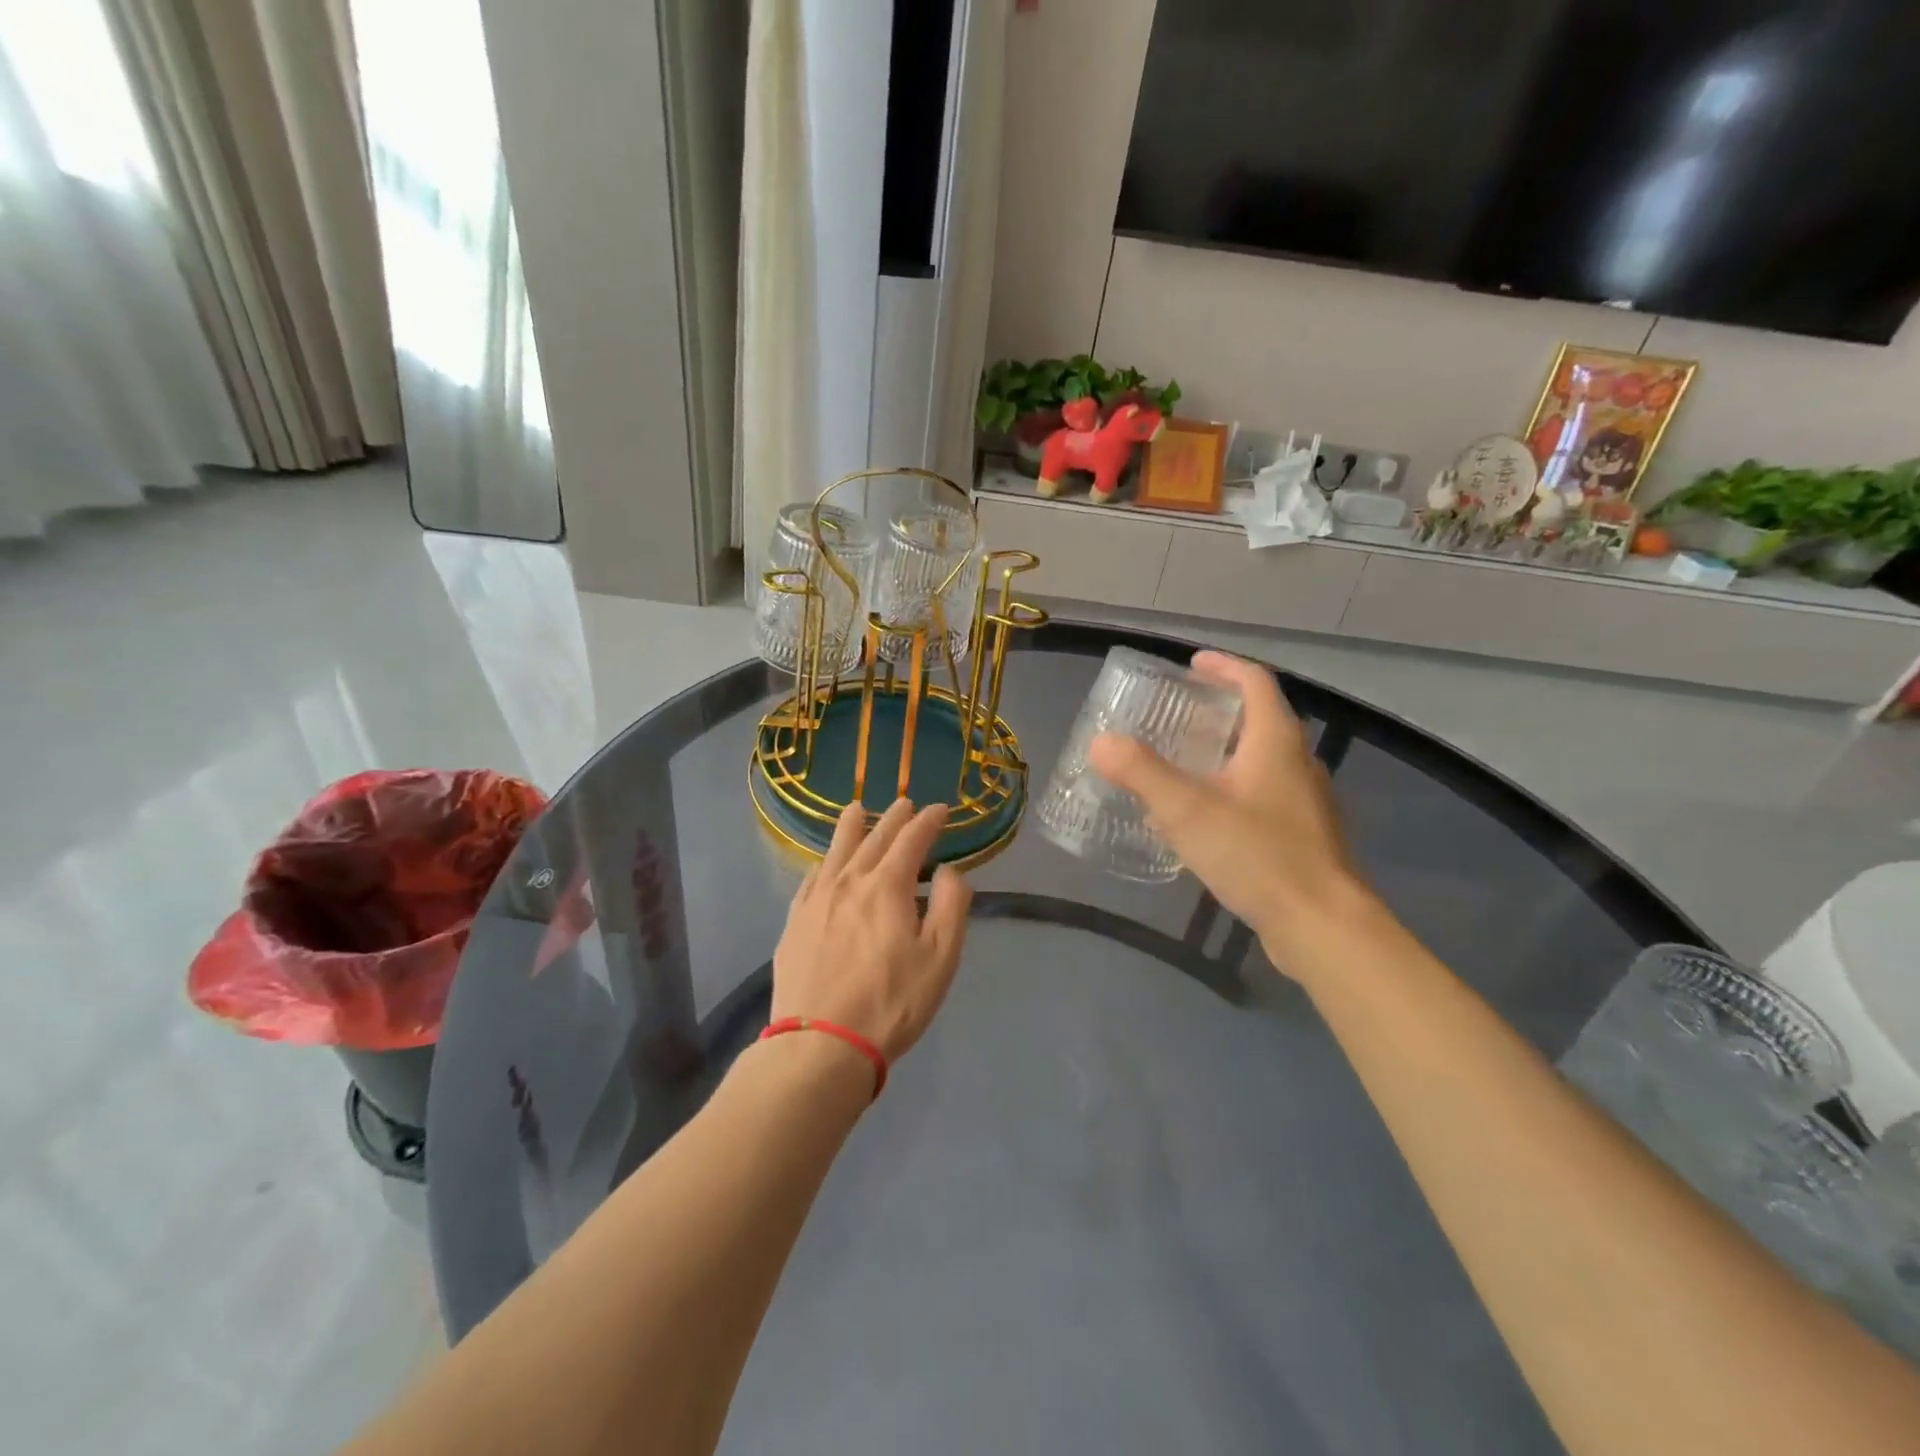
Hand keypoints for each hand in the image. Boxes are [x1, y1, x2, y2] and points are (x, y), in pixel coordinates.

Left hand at [771, 798, 972, 1064]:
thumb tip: (950, 870)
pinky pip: (812, 877)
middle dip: (894, 818)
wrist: (821, 1043)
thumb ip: (950, 906)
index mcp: (887, 886)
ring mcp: (817, 899)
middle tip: (906, 803)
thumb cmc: (892, 1003)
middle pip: (874, 838)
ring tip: (857, 809)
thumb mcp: (940, 958)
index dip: (928, 821)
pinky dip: (825, 861)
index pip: (912, 839)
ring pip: (837, 850)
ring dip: (852, 826)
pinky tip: (825, 863)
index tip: (940, 810)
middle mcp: (850, 881)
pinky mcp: (795, 921)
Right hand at [1087, 650, 1367, 973]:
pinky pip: (1263, 795)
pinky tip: (1204, 818)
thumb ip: (1141, 772)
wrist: (1321, 925)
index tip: (1192, 665)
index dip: (1224, 667)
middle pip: (1260, 719)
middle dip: (1220, 710)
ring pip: (1262, 760)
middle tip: (1178, 714)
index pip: (1255, 682)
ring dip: (1226, 751)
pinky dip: (1232, 788)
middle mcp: (1297, 762)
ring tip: (1183, 763)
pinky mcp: (1302, 836)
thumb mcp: (1187, 810)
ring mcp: (1305, 801)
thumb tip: (1101, 742)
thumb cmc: (1257, 855)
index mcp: (1276, 742)